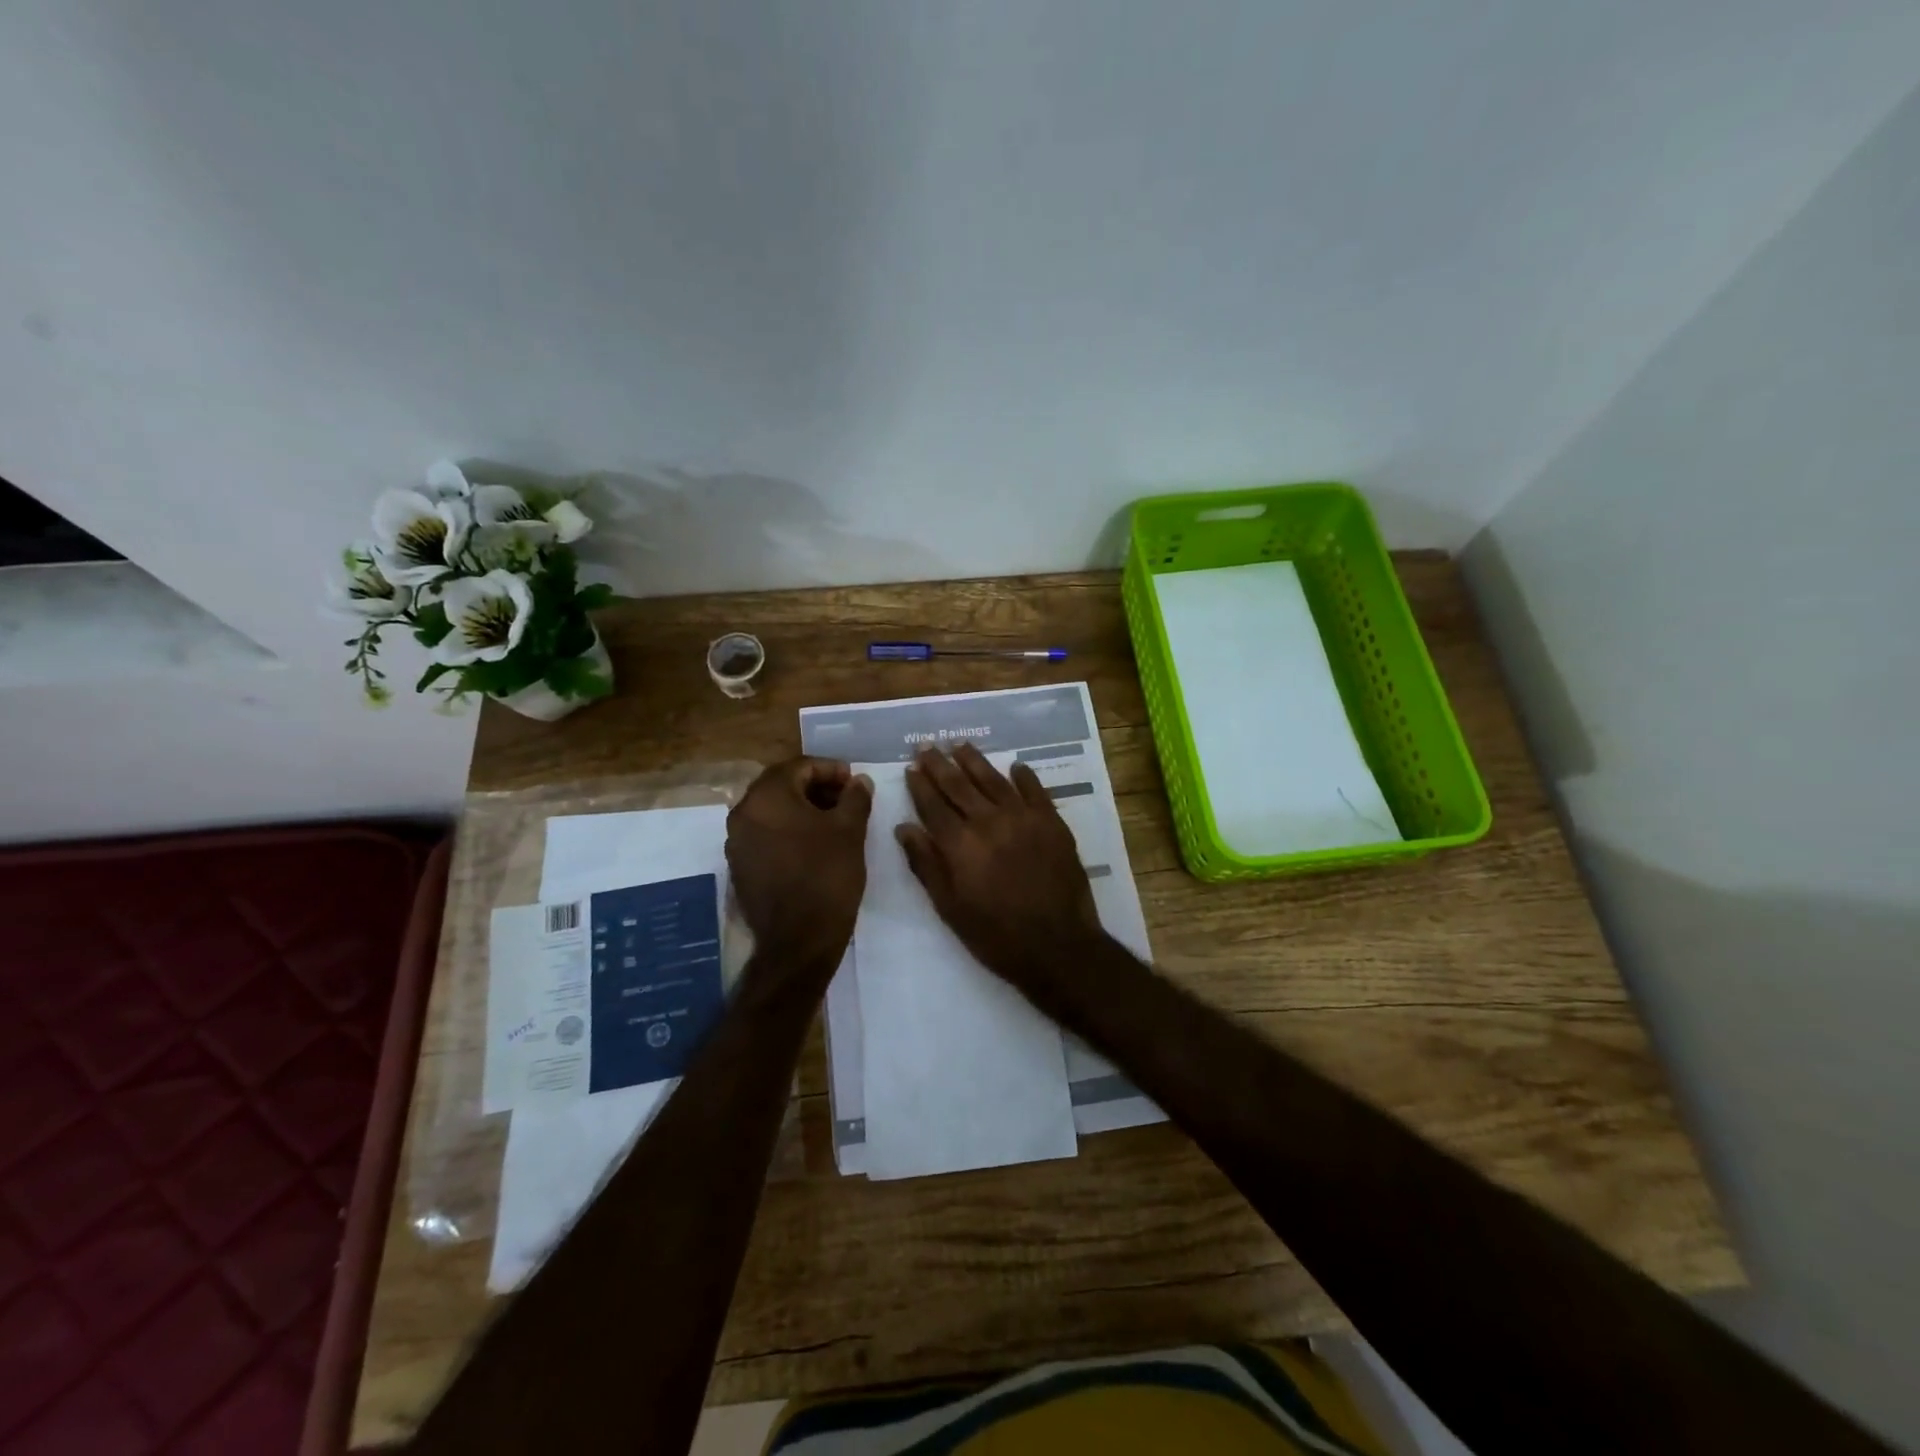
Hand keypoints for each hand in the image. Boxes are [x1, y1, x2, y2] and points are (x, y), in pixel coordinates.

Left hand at [727, 757, 872, 969]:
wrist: (799, 940)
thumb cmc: (827, 876)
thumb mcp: (850, 831)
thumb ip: (855, 798)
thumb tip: (859, 781)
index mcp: (767, 797)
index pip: (799, 766)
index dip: (831, 769)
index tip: (854, 782)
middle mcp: (743, 813)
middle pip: (782, 785)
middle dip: (816, 787)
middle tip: (846, 798)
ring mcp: (737, 842)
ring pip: (772, 810)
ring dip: (802, 809)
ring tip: (834, 821)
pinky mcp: (740, 866)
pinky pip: (765, 834)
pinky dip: (788, 830)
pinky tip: (814, 845)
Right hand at [895, 744, 1105, 995]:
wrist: (1057, 946)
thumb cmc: (995, 935)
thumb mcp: (950, 907)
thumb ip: (926, 864)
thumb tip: (904, 828)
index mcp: (960, 844)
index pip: (933, 805)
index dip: (920, 785)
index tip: (911, 767)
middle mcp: (989, 821)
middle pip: (959, 785)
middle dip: (940, 764)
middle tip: (928, 745)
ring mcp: (1023, 818)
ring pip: (993, 780)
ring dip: (975, 761)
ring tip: (961, 745)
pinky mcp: (1051, 822)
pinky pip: (1034, 790)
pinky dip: (1023, 776)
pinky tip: (1015, 766)